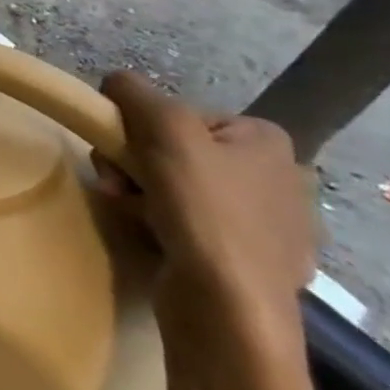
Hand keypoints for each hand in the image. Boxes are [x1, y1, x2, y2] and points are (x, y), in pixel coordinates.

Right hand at [94, 70, 313, 349]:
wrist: (230, 308)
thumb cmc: (205, 211)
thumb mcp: (165, 131)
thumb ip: (135, 94)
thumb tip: (115, 81)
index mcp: (265, 140)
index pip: (178, 116)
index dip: (139, 132)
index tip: (123, 156)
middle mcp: (274, 176)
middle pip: (173, 151)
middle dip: (134, 166)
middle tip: (117, 185)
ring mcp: (264, 223)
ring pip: (174, 188)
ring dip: (138, 194)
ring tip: (130, 213)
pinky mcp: (244, 260)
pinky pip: (186, 224)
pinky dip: (159, 224)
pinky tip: (153, 236)